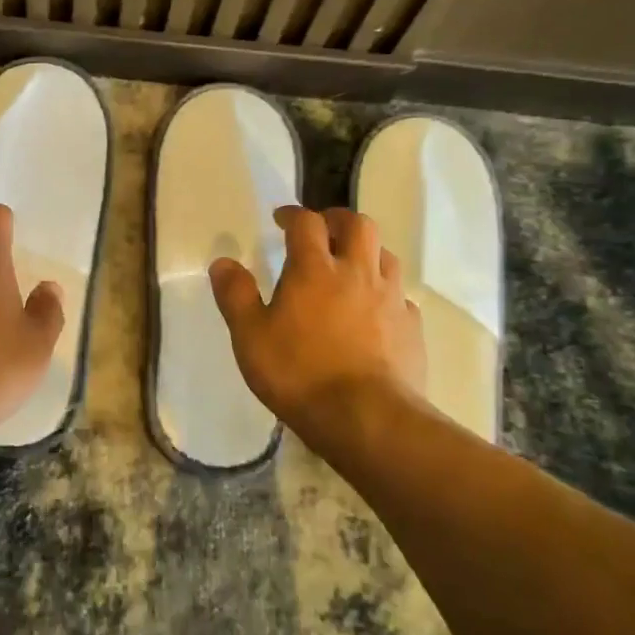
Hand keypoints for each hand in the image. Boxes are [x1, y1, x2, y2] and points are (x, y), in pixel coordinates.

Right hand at [209, 205, 425, 438]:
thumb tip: (223, 262)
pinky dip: (386, 293)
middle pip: (358, 225)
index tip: (281, 219)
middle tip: (323, 230)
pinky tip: (376, 311)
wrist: (367, 419)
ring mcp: (390, 299)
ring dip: (367, 251)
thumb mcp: (250, 337)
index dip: (293, 215)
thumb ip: (235, 296)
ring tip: (351, 265)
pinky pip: (401, 296)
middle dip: (338, 220)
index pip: (306, 223)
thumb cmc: (300, 374)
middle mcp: (357, 273)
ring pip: (386, 255)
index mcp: (315, 269)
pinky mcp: (412, 327)